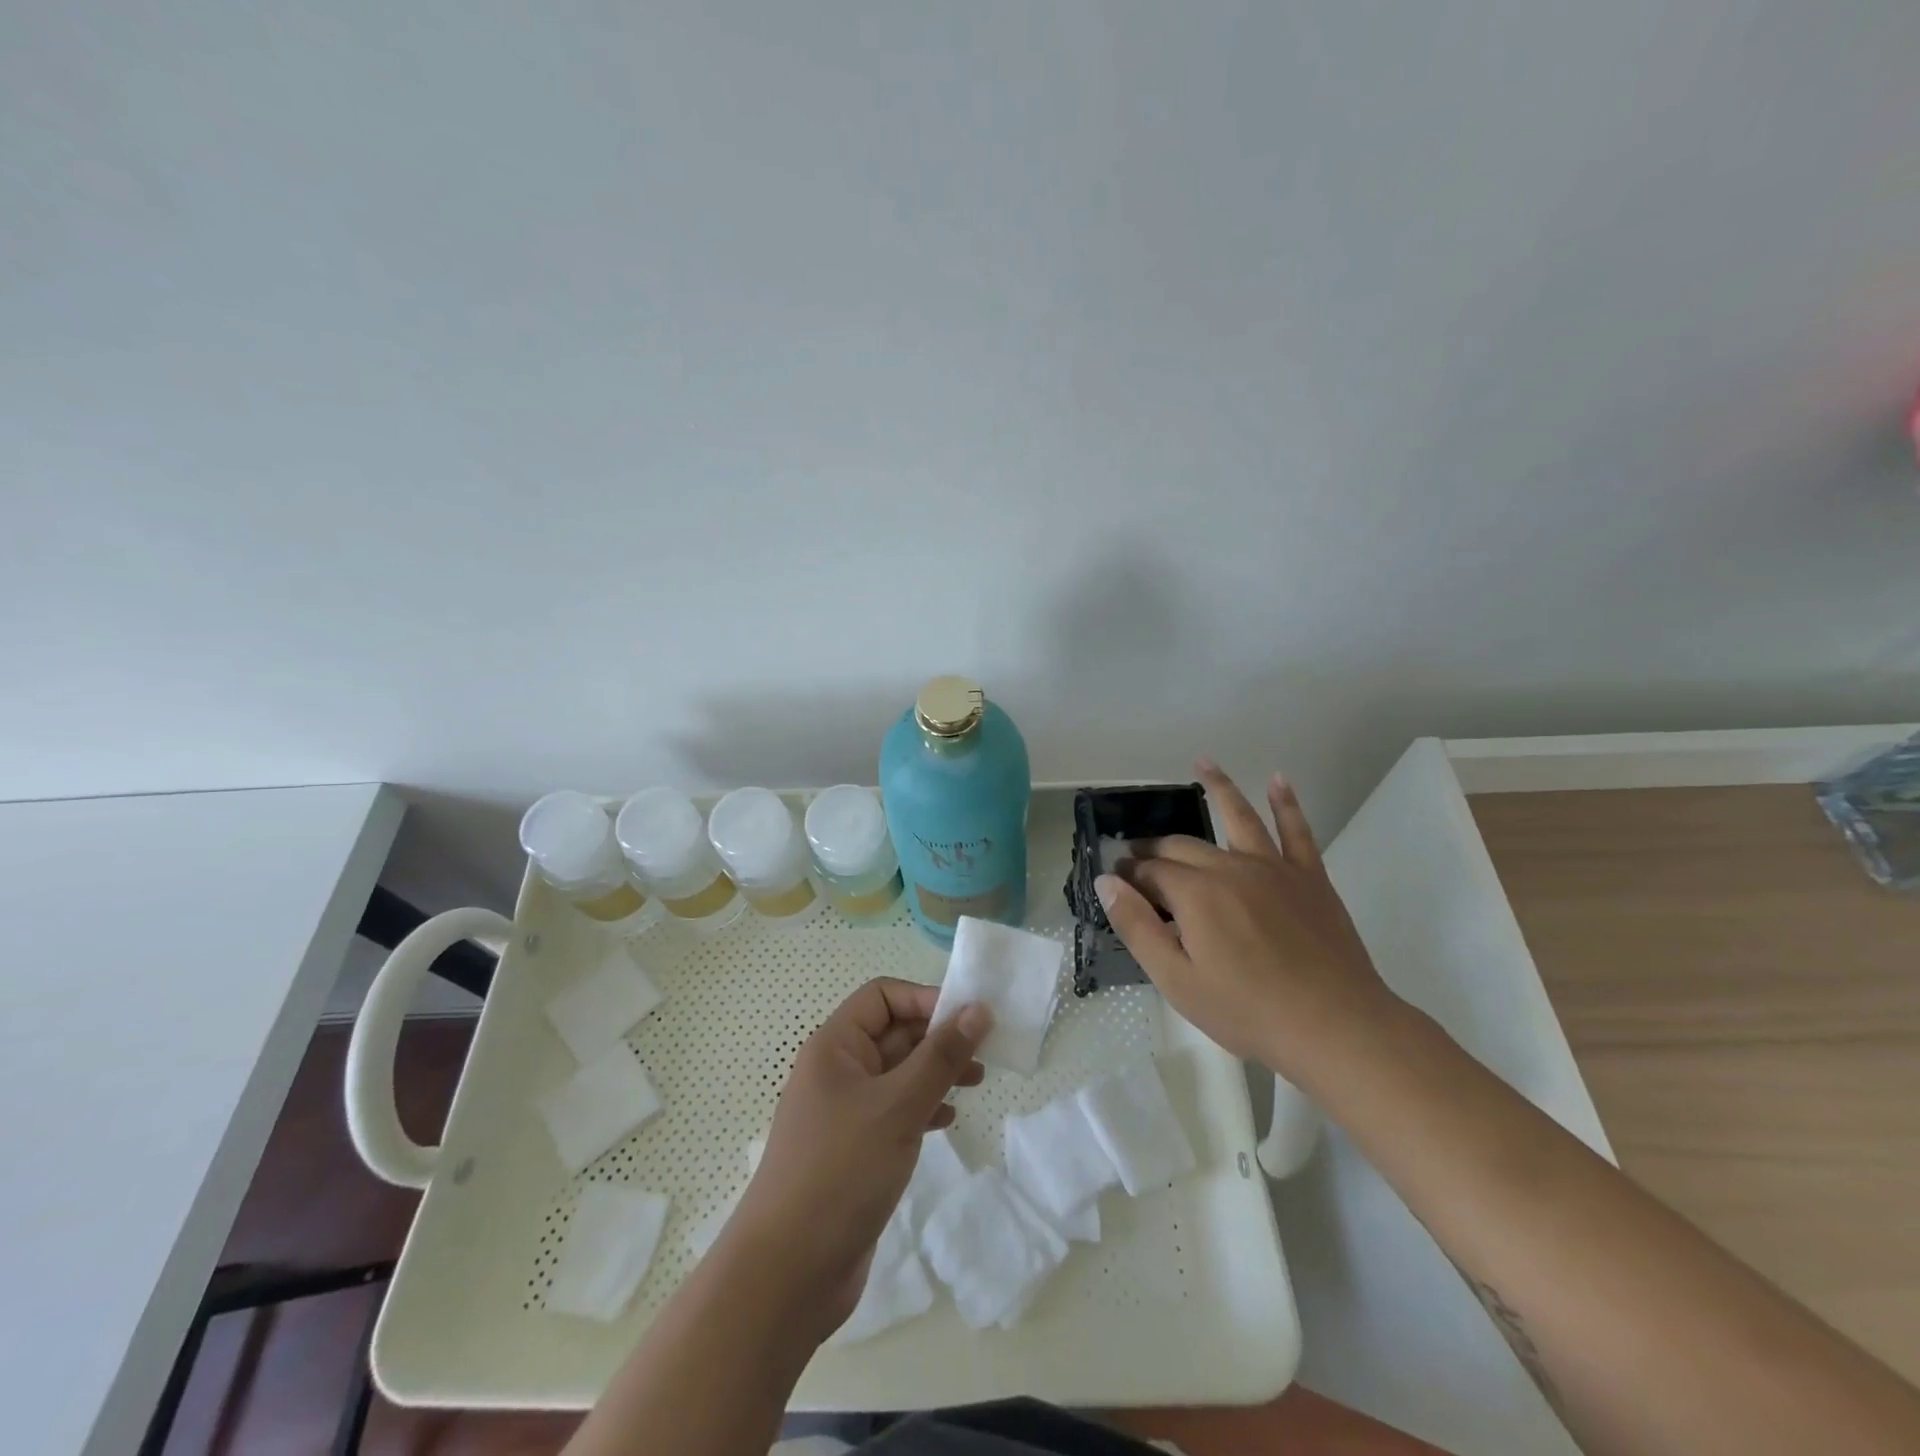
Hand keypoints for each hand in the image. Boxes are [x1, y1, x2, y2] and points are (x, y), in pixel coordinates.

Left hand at [731, 978, 990, 1331]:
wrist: (787, 1274)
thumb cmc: (841, 1171)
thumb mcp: (898, 1106)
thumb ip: (941, 1056)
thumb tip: (978, 1009)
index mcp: (835, 1046)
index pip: (882, 996)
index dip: (925, 999)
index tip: (969, 1018)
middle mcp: (837, 1071)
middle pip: (893, 1033)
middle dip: (938, 1037)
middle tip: (984, 1052)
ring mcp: (844, 1112)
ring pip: (898, 1073)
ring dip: (936, 1072)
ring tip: (977, 1082)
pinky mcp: (854, 1149)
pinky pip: (894, 1111)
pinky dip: (923, 1107)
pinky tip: (948, 1119)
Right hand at [1095, 758, 1395, 1079]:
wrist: (1335, 1027)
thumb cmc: (1247, 1011)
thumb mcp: (1176, 980)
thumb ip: (1137, 926)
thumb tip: (1106, 881)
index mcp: (1195, 894)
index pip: (1150, 872)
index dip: (1129, 874)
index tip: (1116, 880)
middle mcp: (1230, 867)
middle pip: (1184, 846)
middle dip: (1155, 847)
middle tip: (1138, 855)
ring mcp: (1273, 868)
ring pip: (1239, 816)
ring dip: (1219, 786)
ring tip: (1203, 762)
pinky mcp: (1309, 877)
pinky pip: (1296, 830)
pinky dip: (1286, 803)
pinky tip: (1278, 779)